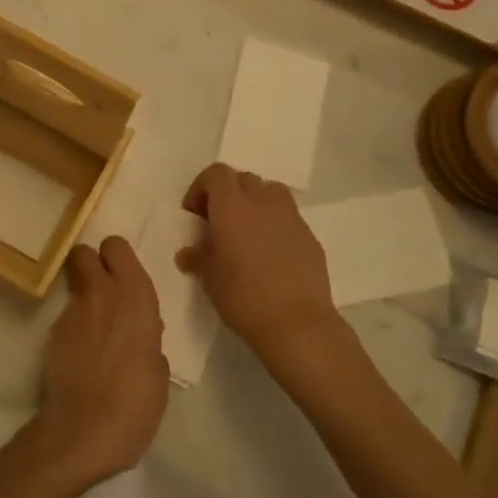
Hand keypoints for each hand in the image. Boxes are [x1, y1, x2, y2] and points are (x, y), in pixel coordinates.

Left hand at [34, 238, 168, 482]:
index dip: (116, 257)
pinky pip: (65, 317)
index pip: (116, 246)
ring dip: (83, 298)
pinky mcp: (52, 333)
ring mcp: (72, 311)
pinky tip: (82, 356)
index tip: (122, 275)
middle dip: (90, 264)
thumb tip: (142, 331)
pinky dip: (73, 328)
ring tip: (94, 331)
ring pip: (73, 285)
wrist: (85, 430)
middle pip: (84, 252)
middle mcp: (101, 292)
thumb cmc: (137, 401)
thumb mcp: (158, 369)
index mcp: (134, 295)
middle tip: (103, 289)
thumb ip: (149, 338)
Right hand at [179, 163, 337, 357]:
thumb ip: (198, 257)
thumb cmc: (244, 297)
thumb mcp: (209, 279)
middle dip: (228, 194)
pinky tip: (270, 253)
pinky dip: (275, 224)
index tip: (195, 214)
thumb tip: (188, 253)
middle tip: (219, 222)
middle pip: (242, 179)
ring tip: (247, 231)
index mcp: (232, 206)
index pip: (216, 174)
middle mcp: (262, 201)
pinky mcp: (309, 236)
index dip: (202, 188)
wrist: (298, 324)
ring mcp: (290, 216)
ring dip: (255, 202)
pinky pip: (287, 217)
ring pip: (269, 192)